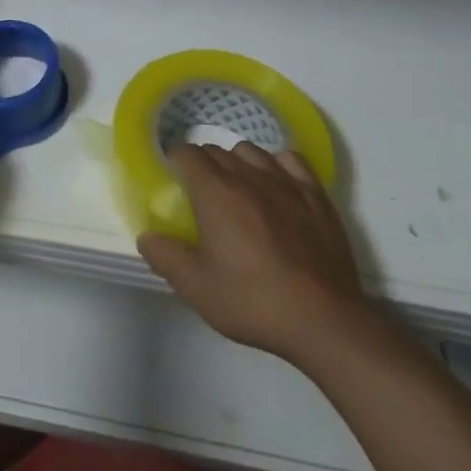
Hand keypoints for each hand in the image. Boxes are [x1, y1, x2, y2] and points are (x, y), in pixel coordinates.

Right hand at [138, 143, 367, 362]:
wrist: (323, 319)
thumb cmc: (252, 301)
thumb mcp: (196, 288)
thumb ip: (165, 257)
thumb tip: (146, 236)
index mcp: (214, 191)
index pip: (187, 153)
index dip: (176, 161)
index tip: (174, 180)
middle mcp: (247, 175)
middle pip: (217, 150)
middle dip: (204, 164)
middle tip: (202, 196)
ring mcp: (285, 182)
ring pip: (252, 151)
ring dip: (238, 162)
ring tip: (238, 189)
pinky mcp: (316, 195)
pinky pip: (290, 161)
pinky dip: (277, 165)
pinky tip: (276, 185)